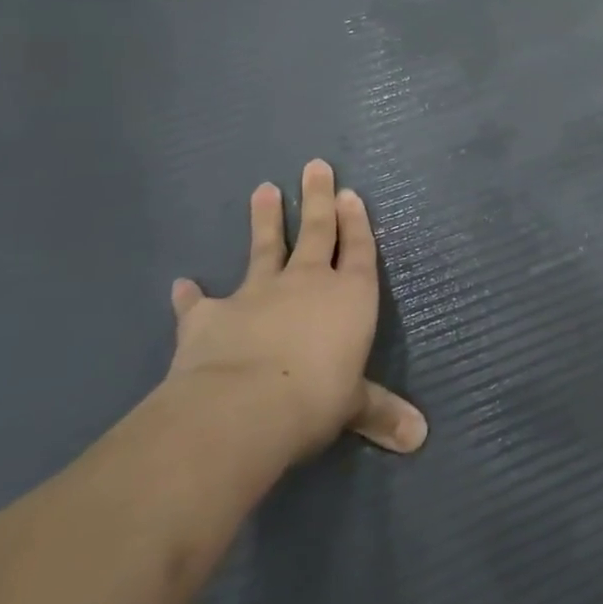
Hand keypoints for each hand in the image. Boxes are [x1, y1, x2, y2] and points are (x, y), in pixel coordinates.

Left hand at [167, 160, 426, 461]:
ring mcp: (257, 294)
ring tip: (264, 188)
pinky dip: (191, 294)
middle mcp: (307, 283)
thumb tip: (420, 438)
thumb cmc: (315, 399)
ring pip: (265, 247)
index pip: (359, 250)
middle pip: (317, 231)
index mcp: (350, 296)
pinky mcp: (210, 316)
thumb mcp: (354, 407)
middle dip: (318, 198)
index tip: (351, 193)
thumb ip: (381, 413)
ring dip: (265, 219)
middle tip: (315, 165)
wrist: (242, 407)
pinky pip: (200, 302)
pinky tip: (182, 284)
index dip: (357, 222)